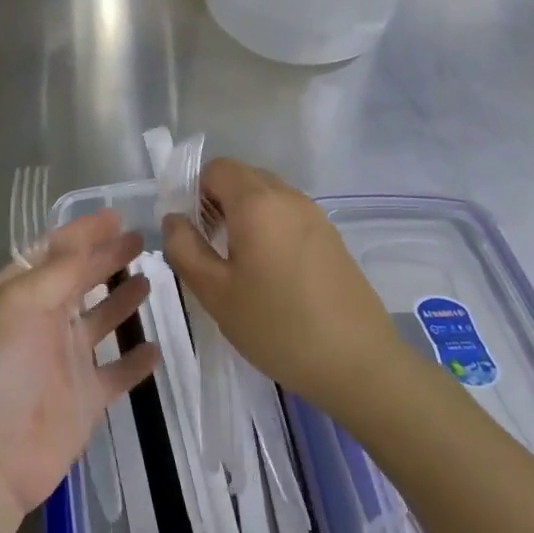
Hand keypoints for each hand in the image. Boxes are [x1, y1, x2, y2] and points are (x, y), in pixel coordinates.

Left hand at [0, 212, 159, 520]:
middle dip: (106, 258)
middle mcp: (39, 322)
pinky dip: (135, 362)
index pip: (52, 253)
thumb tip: (85, 237)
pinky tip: (158, 347)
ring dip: (121, 300)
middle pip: (78, 281)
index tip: (116, 215)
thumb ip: (58, 271)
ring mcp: (62, 361)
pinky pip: (116, 373)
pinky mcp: (84, 399)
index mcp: (16, 295)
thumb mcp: (21, 304)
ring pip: (99, 322)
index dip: (82, 233)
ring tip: (151, 277)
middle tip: (141, 238)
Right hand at [162, 159, 401, 415]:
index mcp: (257, 202)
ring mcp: (315, 216)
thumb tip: (174, 219)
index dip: (195, 192)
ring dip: (244, 216)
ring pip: (267, 196)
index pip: (217, 168)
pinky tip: (271, 274)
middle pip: (243, 178)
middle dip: (218, 202)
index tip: (191, 233)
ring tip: (238, 265)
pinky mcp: (331, 237)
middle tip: (210, 249)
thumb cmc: (277, 326)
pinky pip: (288, 215)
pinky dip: (269, 228)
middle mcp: (288, 197)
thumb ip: (184, 248)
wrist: (359, 363)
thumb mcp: (215, 292)